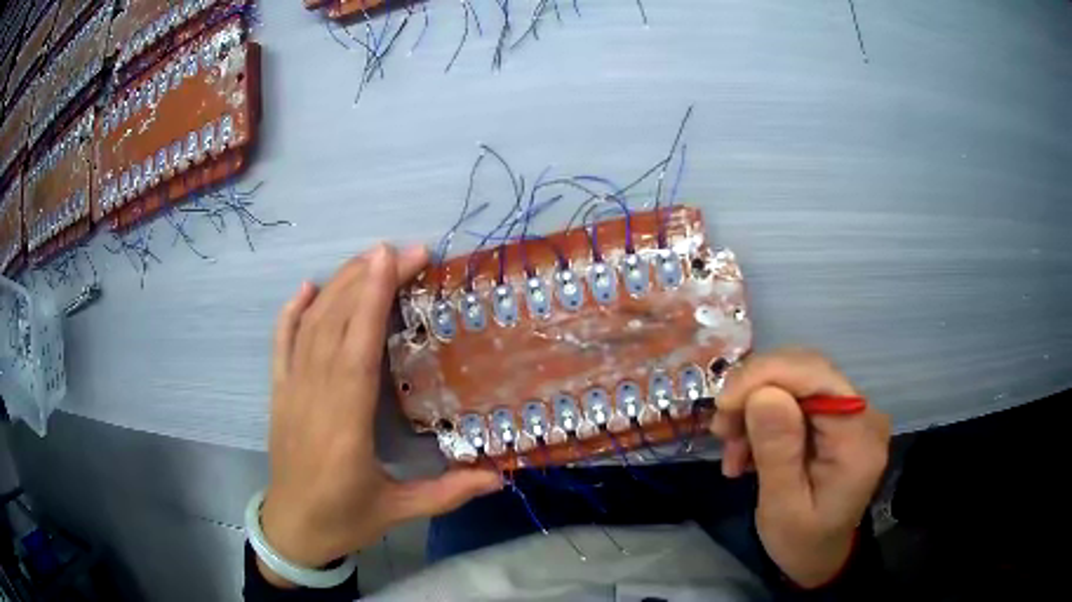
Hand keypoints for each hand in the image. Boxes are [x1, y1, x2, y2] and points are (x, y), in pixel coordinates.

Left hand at [259, 244, 501, 586]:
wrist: (292, 529)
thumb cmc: (345, 519)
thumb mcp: (399, 510)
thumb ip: (448, 492)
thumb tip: (500, 477)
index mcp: (345, 425)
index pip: (358, 347)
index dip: (373, 298)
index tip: (394, 258)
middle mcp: (314, 397)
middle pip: (336, 324)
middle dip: (366, 279)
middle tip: (403, 251)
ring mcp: (290, 391)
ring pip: (311, 326)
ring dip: (337, 286)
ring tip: (369, 258)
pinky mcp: (278, 393)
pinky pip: (281, 343)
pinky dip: (291, 312)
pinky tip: (308, 287)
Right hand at [711, 348, 890, 587]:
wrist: (819, 555)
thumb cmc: (801, 541)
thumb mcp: (782, 508)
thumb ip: (778, 452)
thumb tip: (763, 393)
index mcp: (858, 438)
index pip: (816, 376)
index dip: (766, 376)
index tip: (722, 405)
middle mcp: (863, 412)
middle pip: (805, 370)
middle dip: (755, 392)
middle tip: (722, 431)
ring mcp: (852, 411)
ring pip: (796, 378)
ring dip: (755, 406)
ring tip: (733, 450)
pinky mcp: (836, 416)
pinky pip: (796, 396)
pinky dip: (763, 415)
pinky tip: (748, 447)